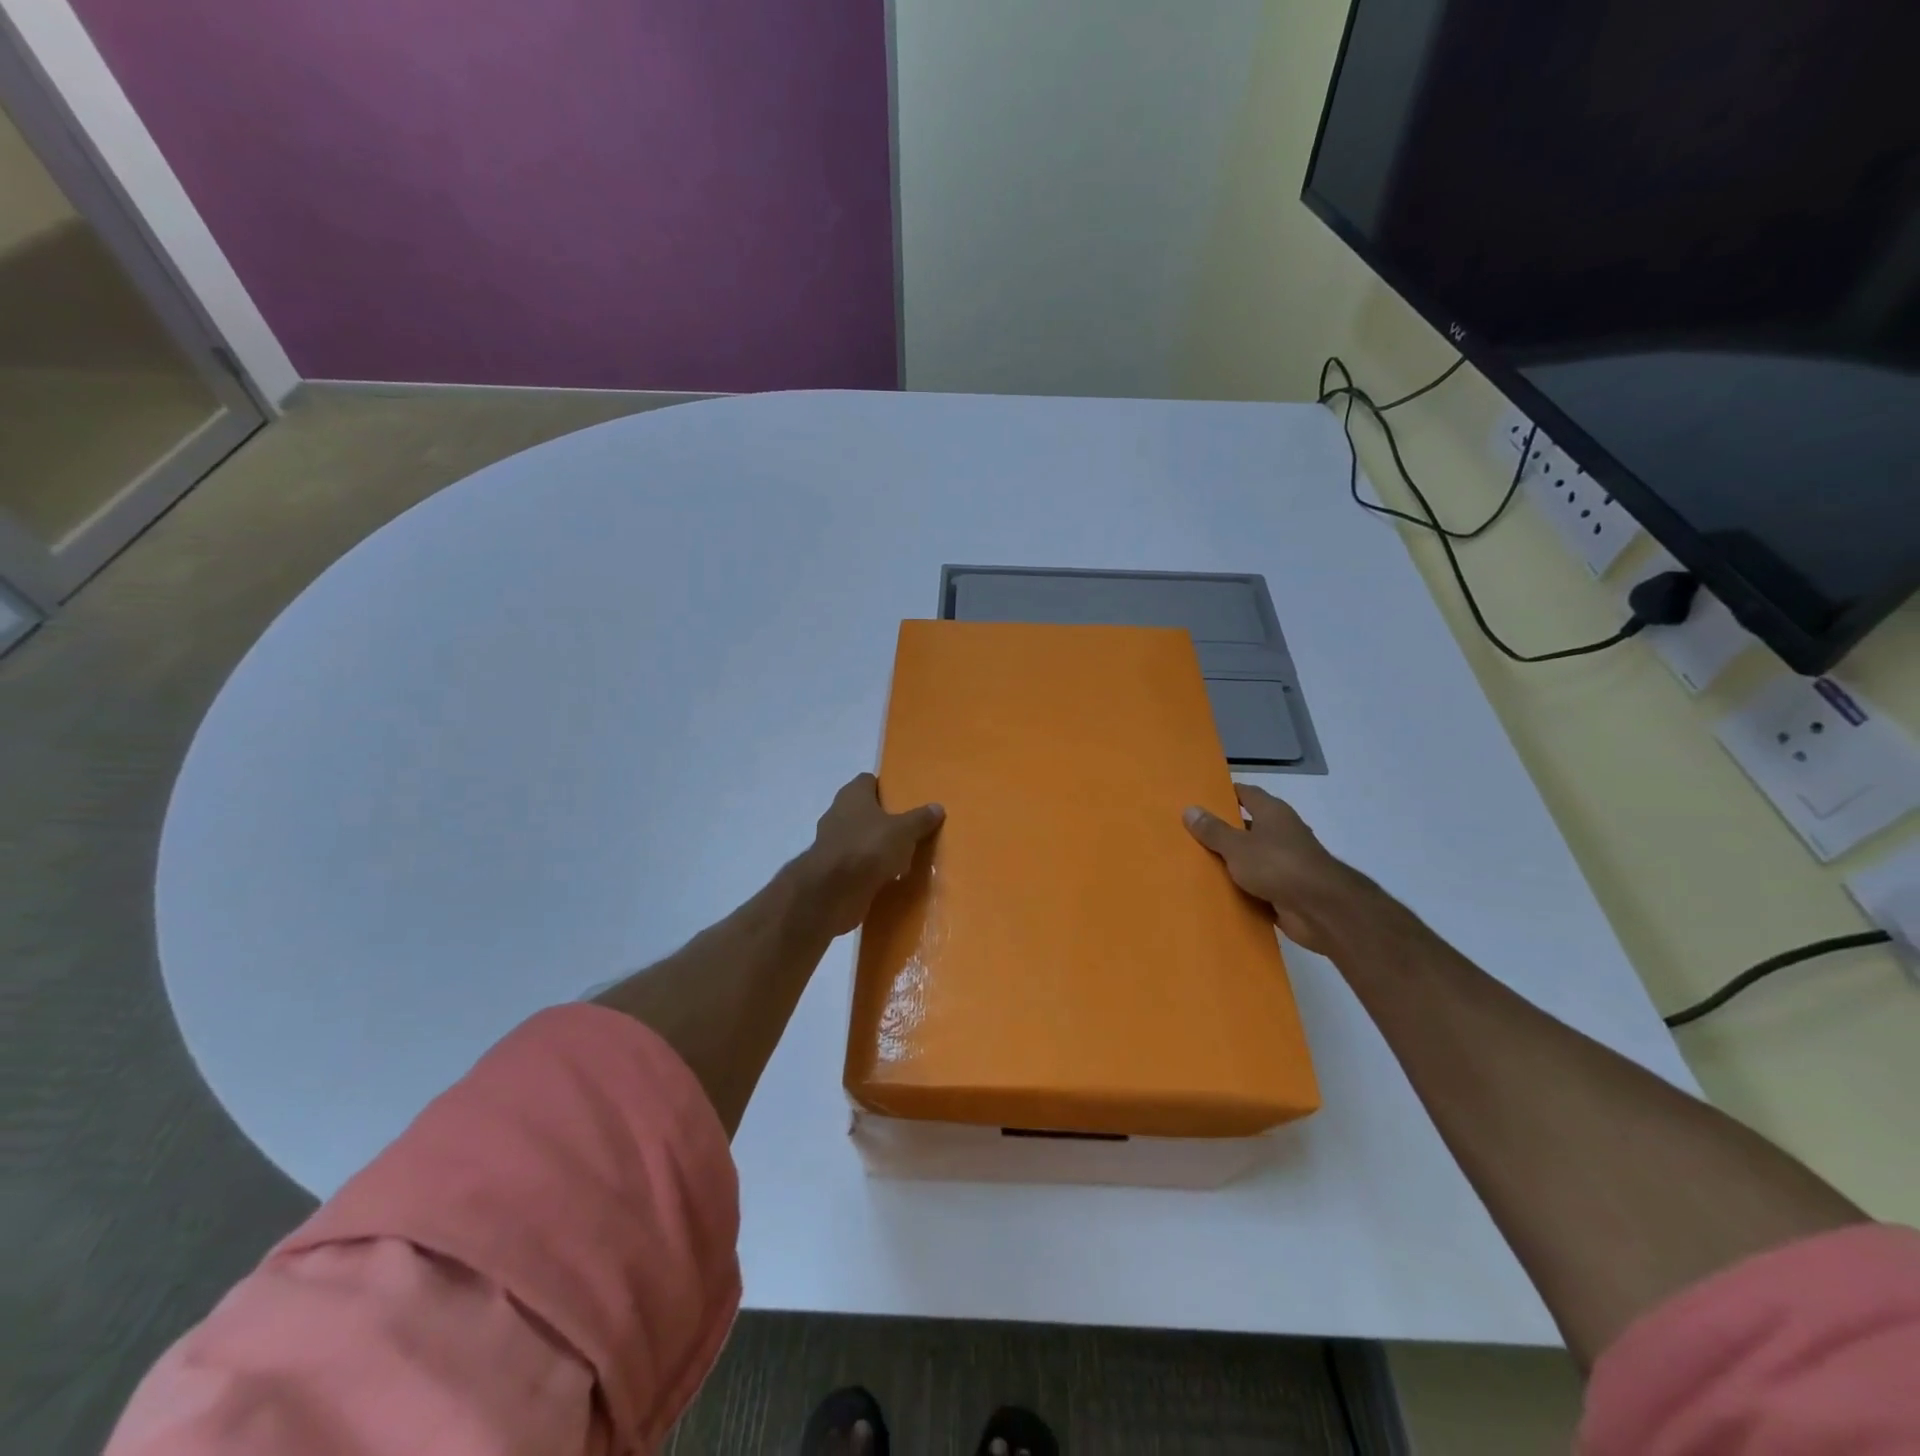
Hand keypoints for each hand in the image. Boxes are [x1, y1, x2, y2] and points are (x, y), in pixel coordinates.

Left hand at [800, 773, 945, 936]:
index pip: (868, 781)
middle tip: (910, 828)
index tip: (905, 799)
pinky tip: (890, 877)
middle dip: (884, 819)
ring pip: (860, 838)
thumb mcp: (904, 831)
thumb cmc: (868, 847)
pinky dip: (870, 869)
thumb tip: (937, 807)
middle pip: (864, 811)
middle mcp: (838, 814)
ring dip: (877, 846)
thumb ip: (920, 819)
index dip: (886, 788)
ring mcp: (833, 843)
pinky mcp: (832, 870)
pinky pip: (857, 864)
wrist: (833, 892)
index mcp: (852, 795)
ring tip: (904, 855)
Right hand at [1184, 784, 1369, 952]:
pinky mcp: (1285, 890)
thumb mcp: (1237, 846)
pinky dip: (1240, 888)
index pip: (1246, 794)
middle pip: (1247, 826)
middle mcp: (1281, 833)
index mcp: (1273, 813)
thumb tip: (1189, 809)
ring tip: (1194, 863)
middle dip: (1222, 830)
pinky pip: (1256, 885)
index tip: (1200, 798)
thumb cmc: (1278, 865)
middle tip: (1189, 833)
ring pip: (1250, 858)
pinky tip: (1215, 891)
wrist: (1320, 910)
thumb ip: (1213, 830)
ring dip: (1230, 862)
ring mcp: (1285, 863)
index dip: (1225, 794)